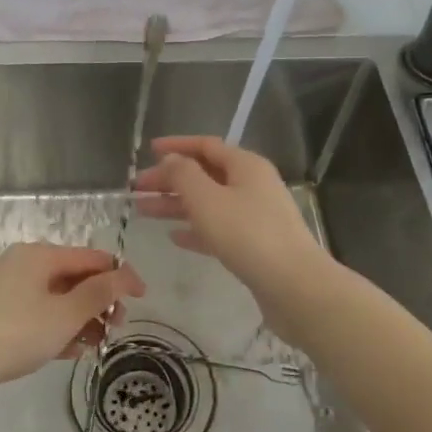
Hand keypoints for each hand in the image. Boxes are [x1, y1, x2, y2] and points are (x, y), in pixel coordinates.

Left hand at [0, 243, 144, 401]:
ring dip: (81, 319)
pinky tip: (70, 352)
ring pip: (55, 299)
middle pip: (73, 277)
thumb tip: (125, 275)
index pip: (90, 257)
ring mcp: (5, 291)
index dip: (120, 275)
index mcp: (38, 255)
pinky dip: (57, 329)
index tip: (143, 297)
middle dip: (99, 301)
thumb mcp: (66, 314)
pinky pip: (37, 315)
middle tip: (117, 328)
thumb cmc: (16, 335)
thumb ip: (100, 293)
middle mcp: (21, 265)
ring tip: (96, 345)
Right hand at [135, 136, 328, 295]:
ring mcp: (256, 215)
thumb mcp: (207, 199)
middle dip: (170, 179)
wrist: (294, 286)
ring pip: (208, 203)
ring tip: (143, 211)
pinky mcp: (255, 245)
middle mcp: (252, 185)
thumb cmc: (247, 234)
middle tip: (137, 189)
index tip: (148, 151)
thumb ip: (183, 174)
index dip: (176, 146)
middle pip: (205, 174)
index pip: (206, 145)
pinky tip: (174, 238)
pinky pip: (219, 228)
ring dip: (176, 205)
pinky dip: (195, 229)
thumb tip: (171, 160)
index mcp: (245, 165)